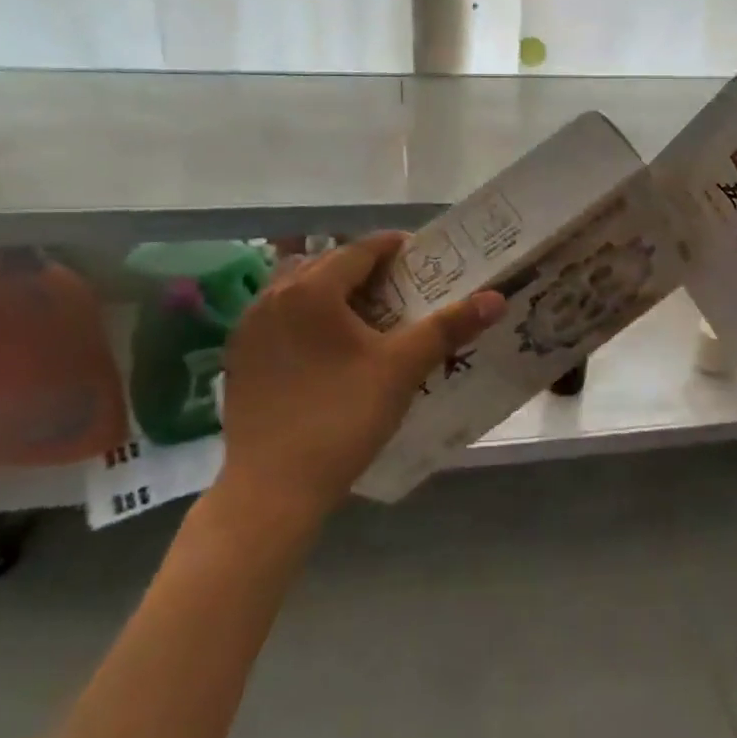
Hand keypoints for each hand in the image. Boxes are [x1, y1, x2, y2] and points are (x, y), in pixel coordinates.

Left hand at [213, 233, 502, 525]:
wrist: (270, 489)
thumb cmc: (340, 418)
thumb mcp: (401, 369)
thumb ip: (448, 327)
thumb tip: (496, 297)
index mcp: (311, 289)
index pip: (361, 250)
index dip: (396, 248)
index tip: (425, 258)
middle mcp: (273, 296)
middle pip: (329, 265)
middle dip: (368, 269)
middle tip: (405, 287)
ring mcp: (250, 327)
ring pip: (301, 290)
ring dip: (336, 292)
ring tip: (370, 314)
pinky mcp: (239, 357)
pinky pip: (281, 317)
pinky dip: (310, 317)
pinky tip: (330, 347)